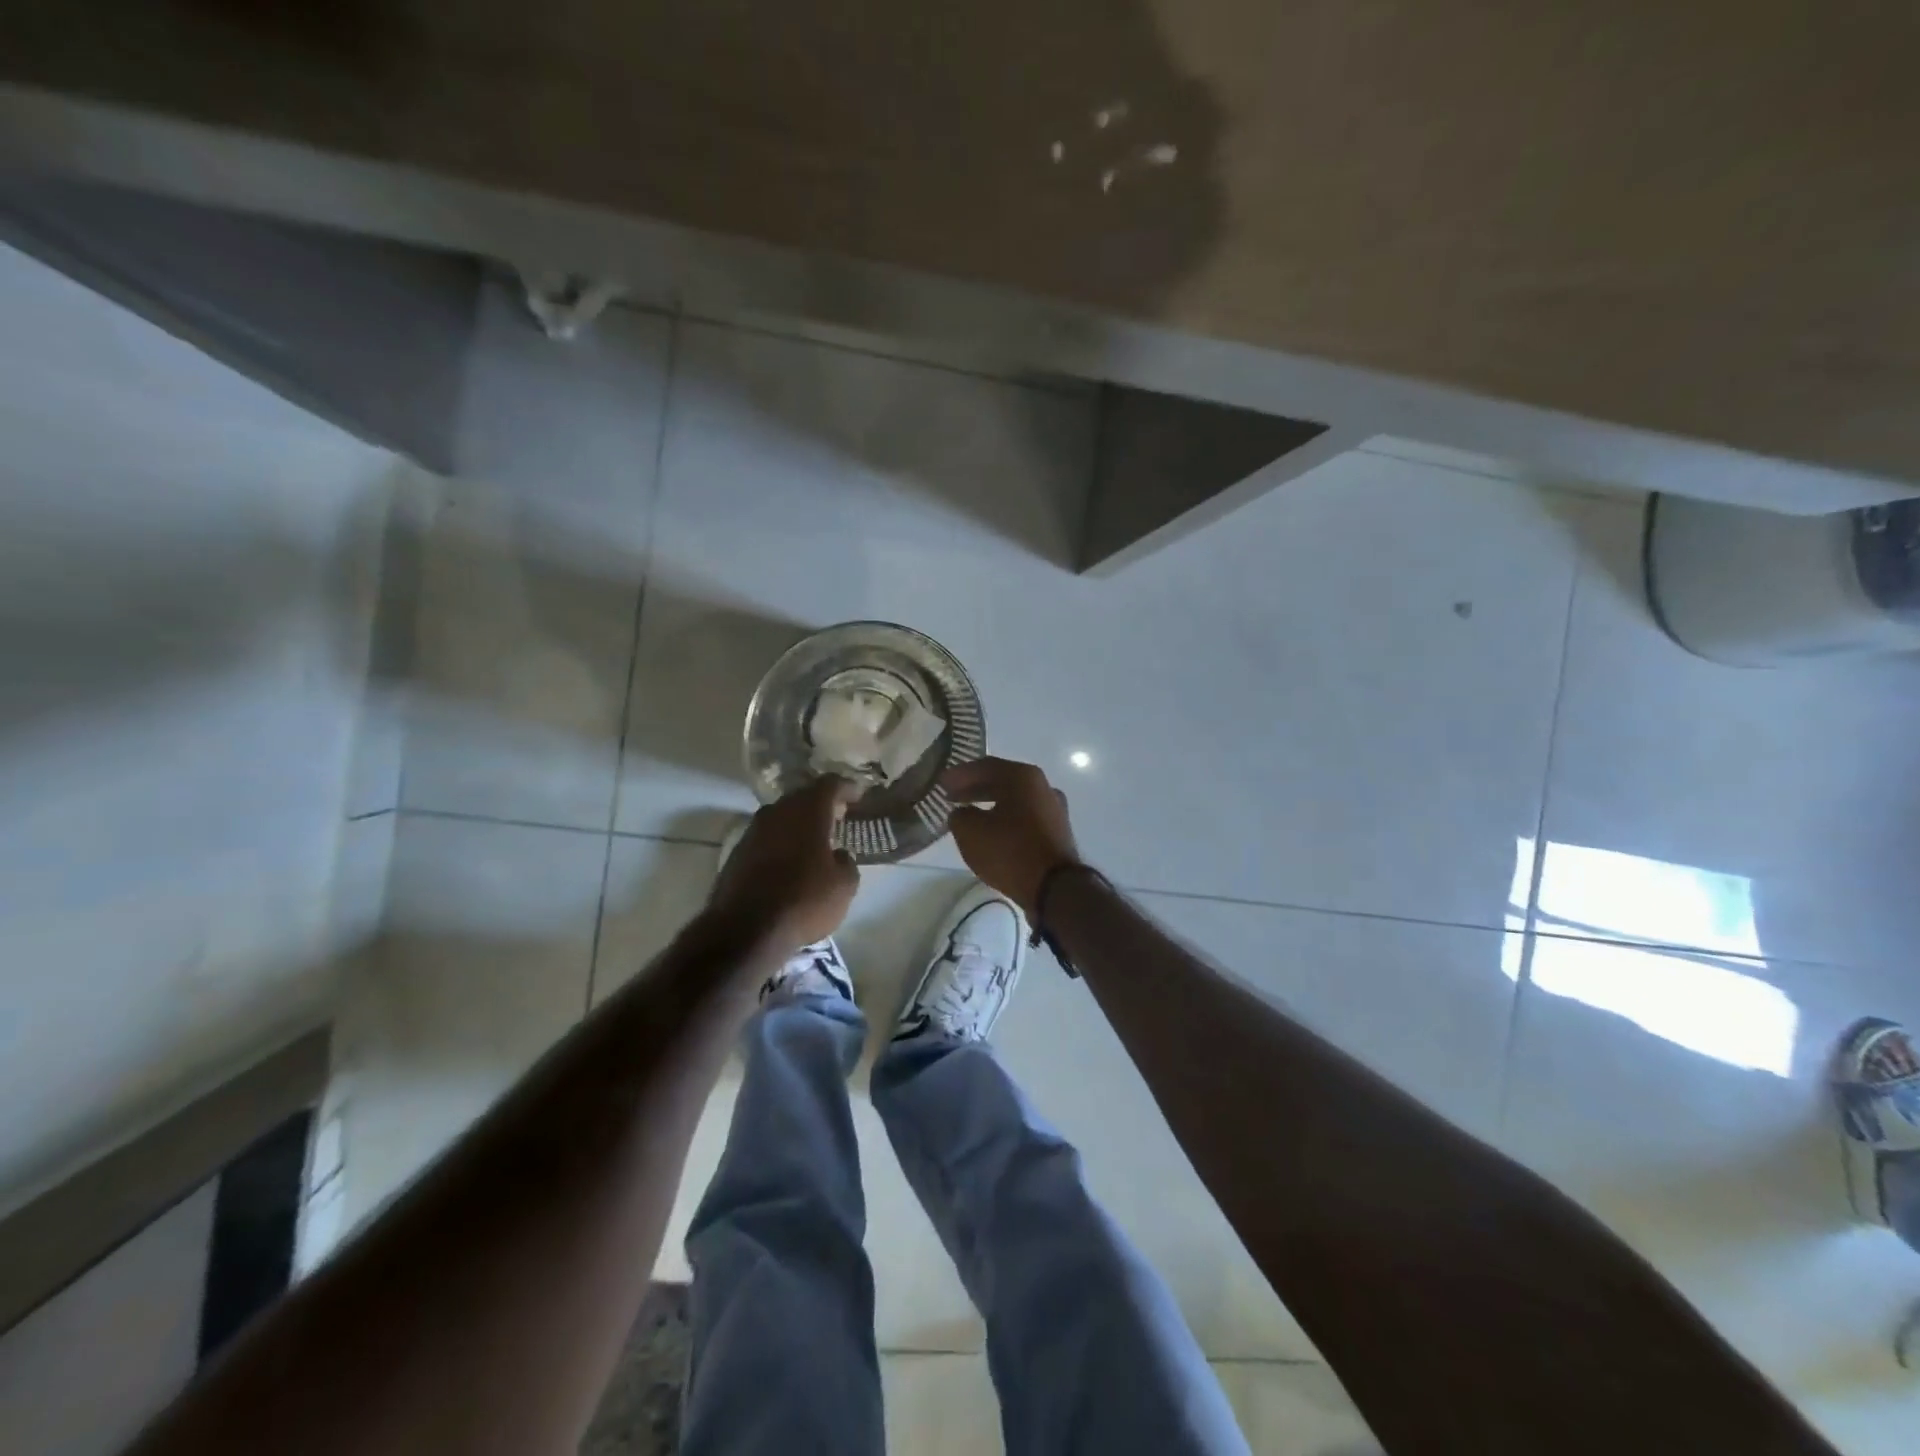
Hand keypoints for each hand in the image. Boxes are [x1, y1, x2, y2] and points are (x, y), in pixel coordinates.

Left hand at [710, 777, 860, 948]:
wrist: (744, 930)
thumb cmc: (804, 901)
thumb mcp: (844, 885)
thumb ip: (847, 862)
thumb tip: (838, 855)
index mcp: (808, 811)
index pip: (830, 784)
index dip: (846, 787)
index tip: (858, 795)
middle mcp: (778, 812)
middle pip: (802, 796)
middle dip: (821, 803)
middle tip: (838, 816)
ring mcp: (753, 831)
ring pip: (781, 816)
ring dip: (799, 823)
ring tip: (815, 839)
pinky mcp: (737, 853)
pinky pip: (766, 837)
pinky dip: (781, 841)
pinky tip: (790, 860)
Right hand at [942, 757, 1083, 917]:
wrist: (1055, 888)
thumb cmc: (1010, 851)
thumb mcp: (970, 832)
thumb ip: (960, 816)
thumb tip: (962, 813)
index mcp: (1024, 777)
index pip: (985, 766)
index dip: (960, 774)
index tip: (941, 783)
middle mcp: (1043, 787)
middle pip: (1002, 781)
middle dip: (974, 788)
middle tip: (951, 796)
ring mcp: (1054, 810)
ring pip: (1015, 800)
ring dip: (990, 804)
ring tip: (968, 815)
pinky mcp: (1057, 832)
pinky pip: (1025, 818)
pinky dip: (1005, 819)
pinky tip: (991, 832)